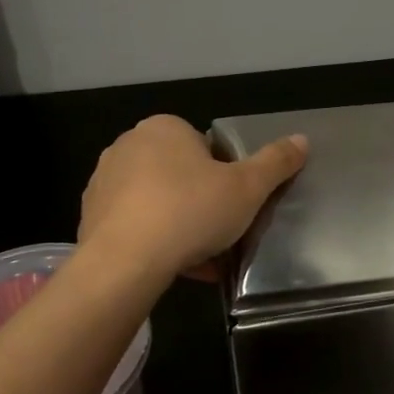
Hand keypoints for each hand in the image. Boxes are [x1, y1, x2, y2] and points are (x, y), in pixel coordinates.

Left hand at [79, 115, 307, 278]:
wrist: (126, 261)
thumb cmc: (192, 212)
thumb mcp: (249, 188)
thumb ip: (276, 162)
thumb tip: (302, 139)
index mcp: (165, 128)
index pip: (204, 146)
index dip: (225, 175)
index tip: (234, 203)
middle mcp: (128, 145)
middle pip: (180, 173)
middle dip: (200, 200)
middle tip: (221, 229)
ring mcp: (104, 181)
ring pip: (156, 200)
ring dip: (179, 223)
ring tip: (201, 255)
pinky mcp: (90, 216)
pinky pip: (134, 224)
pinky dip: (155, 240)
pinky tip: (175, 266)